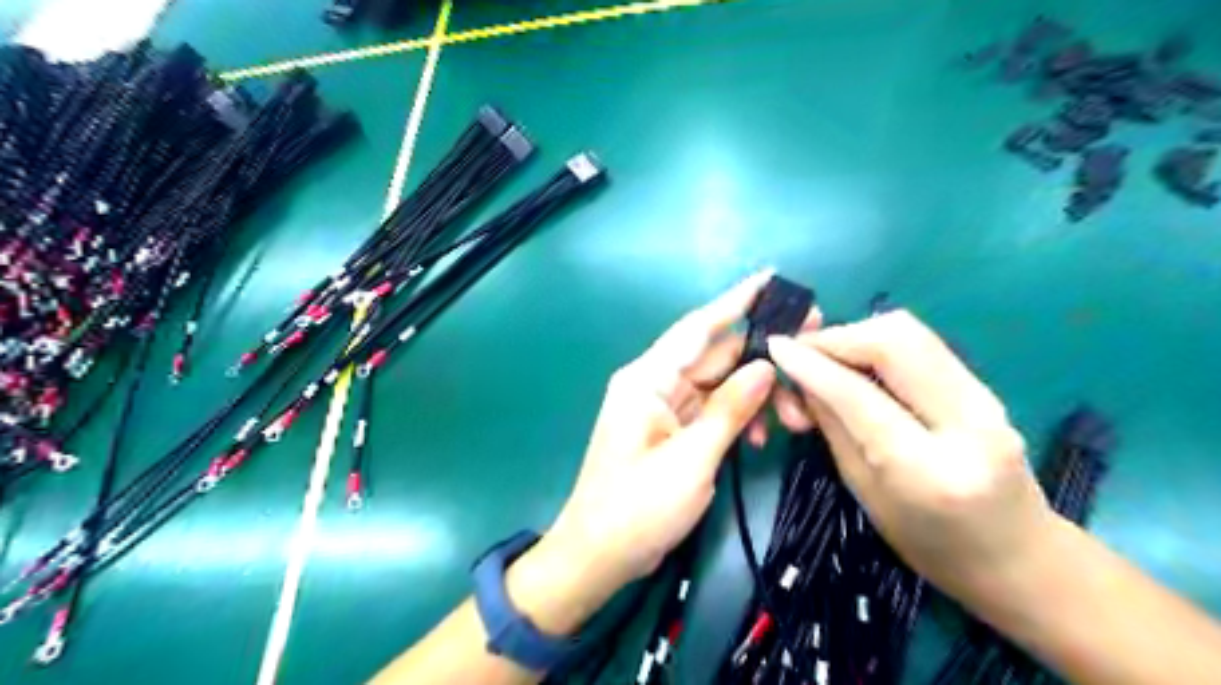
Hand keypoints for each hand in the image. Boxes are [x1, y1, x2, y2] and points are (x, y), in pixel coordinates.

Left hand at [505, 271, 819, 635]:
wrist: (599, 555)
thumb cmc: (637, 509)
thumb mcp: (691, 460)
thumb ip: (730, 409)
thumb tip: (766, 365)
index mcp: (648, 379)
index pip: (698, 328)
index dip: (736, 301)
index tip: (771, 277)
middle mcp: (655, 383)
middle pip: (715, 354)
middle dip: (761, 353)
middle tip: (811, 343)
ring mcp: (664, 406)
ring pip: (719, 383)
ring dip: (755, 393)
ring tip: (793, 416)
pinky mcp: (673, 429)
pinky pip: (712, 408)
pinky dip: (737, 416)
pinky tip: (759, 437)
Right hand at [765, 312, 1053, 604]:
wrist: (1019, 558)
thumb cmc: (928, 544)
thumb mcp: (864, 491)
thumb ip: (833, 425)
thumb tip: (799, 374)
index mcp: (929, 470)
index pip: (858, 395)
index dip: (811, 364)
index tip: (775, 347)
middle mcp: (968, 424)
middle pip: (894, 340)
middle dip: (837, 337)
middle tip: (802, 353)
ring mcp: (987, 398)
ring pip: (910, 332)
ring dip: (856, 335)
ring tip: (826, 360)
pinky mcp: (985, 386)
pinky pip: (921, 344)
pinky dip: (878, 343)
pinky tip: (857, 364)